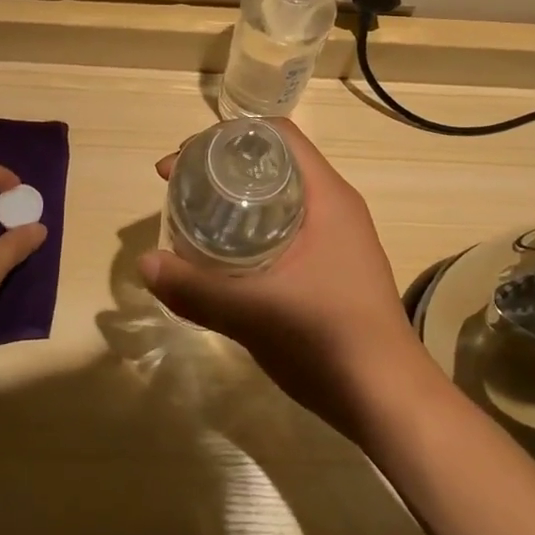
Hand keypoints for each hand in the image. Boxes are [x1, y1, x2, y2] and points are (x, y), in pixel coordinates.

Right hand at [140, 120, 433, 436]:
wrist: (389, 399)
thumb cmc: (328, 339)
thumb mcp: (253, 312)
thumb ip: (196, 288)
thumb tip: (145, 262)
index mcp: (326, 196)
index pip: (276, 135)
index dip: (226, 137)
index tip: (185, 159)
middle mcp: (335, 206)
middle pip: (274, 162)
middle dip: (224, 167)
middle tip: (180, 187)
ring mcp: (339, 236)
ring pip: (281, 196)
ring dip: (238, 198)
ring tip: (196, 216)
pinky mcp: (335, 265)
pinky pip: (288, 225)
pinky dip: (254, 225)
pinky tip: (227, 253)